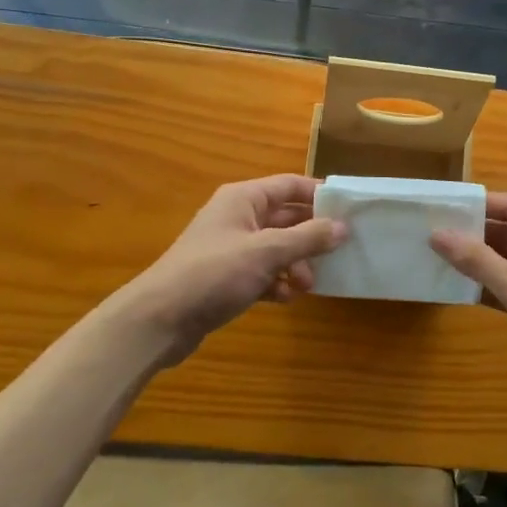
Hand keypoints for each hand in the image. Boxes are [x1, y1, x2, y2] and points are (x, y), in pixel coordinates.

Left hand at [109, 175, 346, 368]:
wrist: (158, 320)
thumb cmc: (214, 273)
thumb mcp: (266, 252)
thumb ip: (307, 238)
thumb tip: (343, 226)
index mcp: (244, 198)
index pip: (290, 185)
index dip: (318, 194)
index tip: (348, 211)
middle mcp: (238, 217)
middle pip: (286, 217)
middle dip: (310, 237)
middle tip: (336, 254)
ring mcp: (231, 248)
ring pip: (276, 247)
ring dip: (295, 263)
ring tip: (307, 285)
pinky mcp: (226, 277)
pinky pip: (262, 271)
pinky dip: (276, 282)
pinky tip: (284, 299)